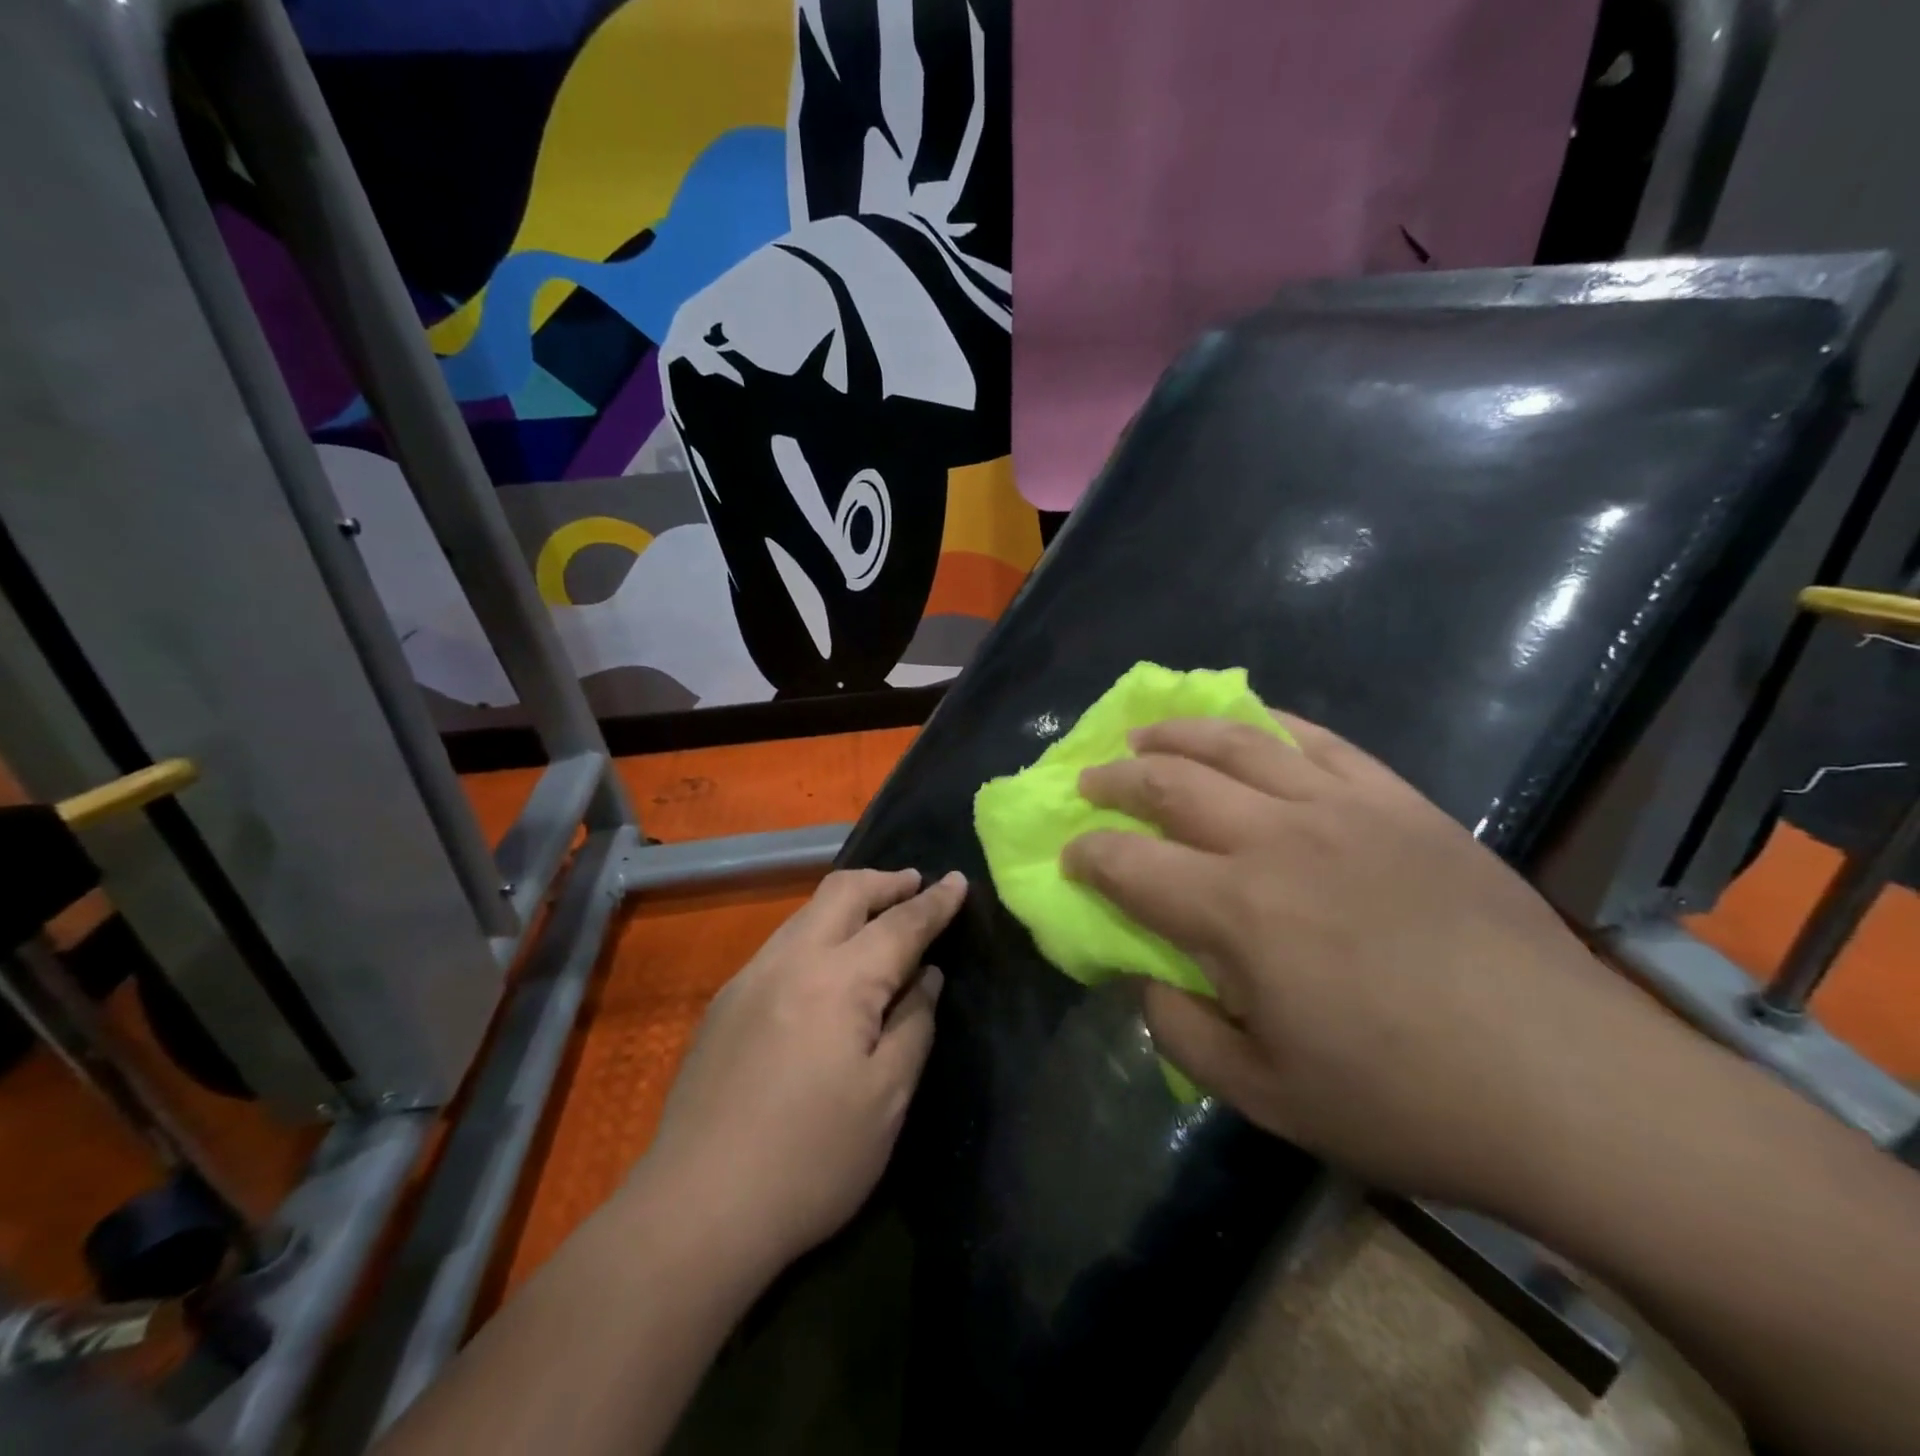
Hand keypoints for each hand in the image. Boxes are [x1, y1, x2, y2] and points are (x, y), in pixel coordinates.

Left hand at [634, 867, 966, 1272]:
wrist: (695, 1210)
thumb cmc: (811, 1160)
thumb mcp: (886, 1098)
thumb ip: (913, 1024)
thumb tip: (926, 977)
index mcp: (838, 980)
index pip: (899, 924)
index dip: (935, 903)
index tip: (958, 880)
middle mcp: (791, 960)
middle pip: (843, 892)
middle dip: (886, 881)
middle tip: (917, 885)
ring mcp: (749, 977)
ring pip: (806, 912)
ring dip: (849, 903)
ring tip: (878, 918)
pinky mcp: (725, 1003)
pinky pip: (783, 944)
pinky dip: (818, 933)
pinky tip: (828, 967)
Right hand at [1062, 714, 1674, 1214]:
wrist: (1570, 1084)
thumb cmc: (1404, 1101)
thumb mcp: (1266, 1097)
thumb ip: (1182, 1031)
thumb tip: (1144, 977)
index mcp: (1234, 912)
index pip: (1126, 862)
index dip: (1086, 856)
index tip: (1070, 859)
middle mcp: (1276, 839)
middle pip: (1169, 782)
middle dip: (1114, 779)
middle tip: (1090, 783)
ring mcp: (1342, 808)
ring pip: (1236, 742)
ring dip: (1176, 733)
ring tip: (1145, 733)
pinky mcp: (1399, 801)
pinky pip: (1320, 741)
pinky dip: (1270, 724)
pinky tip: (1249, 724)